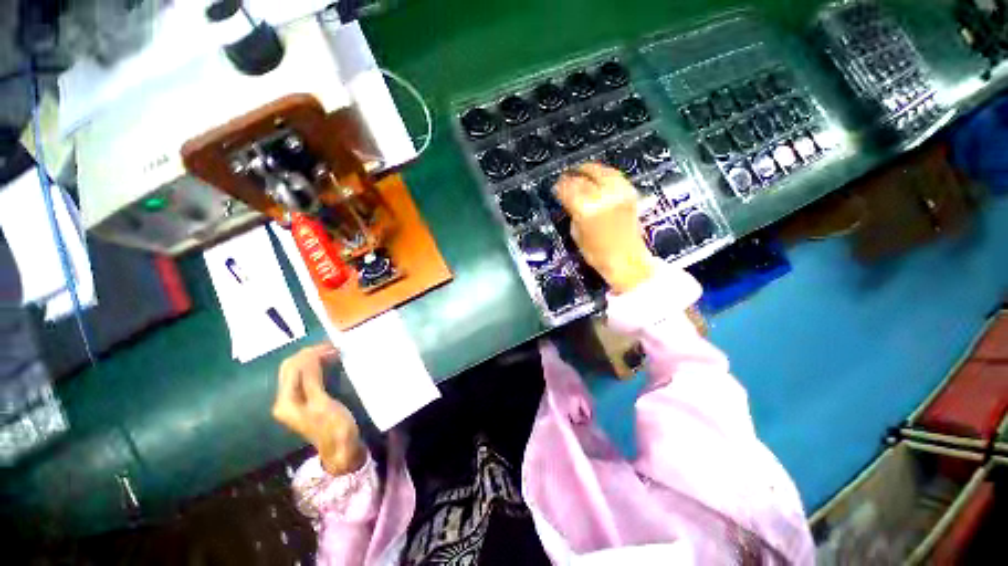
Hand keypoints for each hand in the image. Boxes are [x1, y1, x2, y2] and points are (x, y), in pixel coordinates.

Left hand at [272, 344, 365, 475]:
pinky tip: (328, 362)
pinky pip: (305, 376)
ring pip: (297, 370)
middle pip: (291, 368)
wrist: (341, 448)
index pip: (292, 368)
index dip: (310, 354)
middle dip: (310, 354)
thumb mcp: (322, 403)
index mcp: (285, 401)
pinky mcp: (304, 399)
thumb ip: (311, 380)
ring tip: (333, 352)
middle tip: (333, 347)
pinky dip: (316, 366)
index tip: (333, 346)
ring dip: (313, 359)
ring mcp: (293, 400)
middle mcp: (284, 399)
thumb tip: (309, 356)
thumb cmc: (334, 427)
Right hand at [557, 163, 655, 293]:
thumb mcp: (577, 234)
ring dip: (589, 169)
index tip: (555, 187)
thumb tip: (570, 201)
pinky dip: (605, 173)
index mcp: (586, 209)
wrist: (627, 260)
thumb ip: (573, 214)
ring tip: (581, 171)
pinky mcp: (630, 194)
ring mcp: (619, 193)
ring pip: (602, 172)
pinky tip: (598, 176)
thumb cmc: (597, 254)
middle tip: (565, 177)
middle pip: (584, 178)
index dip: (560, 186)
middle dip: (572, 176)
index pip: (569, 189)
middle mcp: (603, 196)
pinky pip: (615, 177)